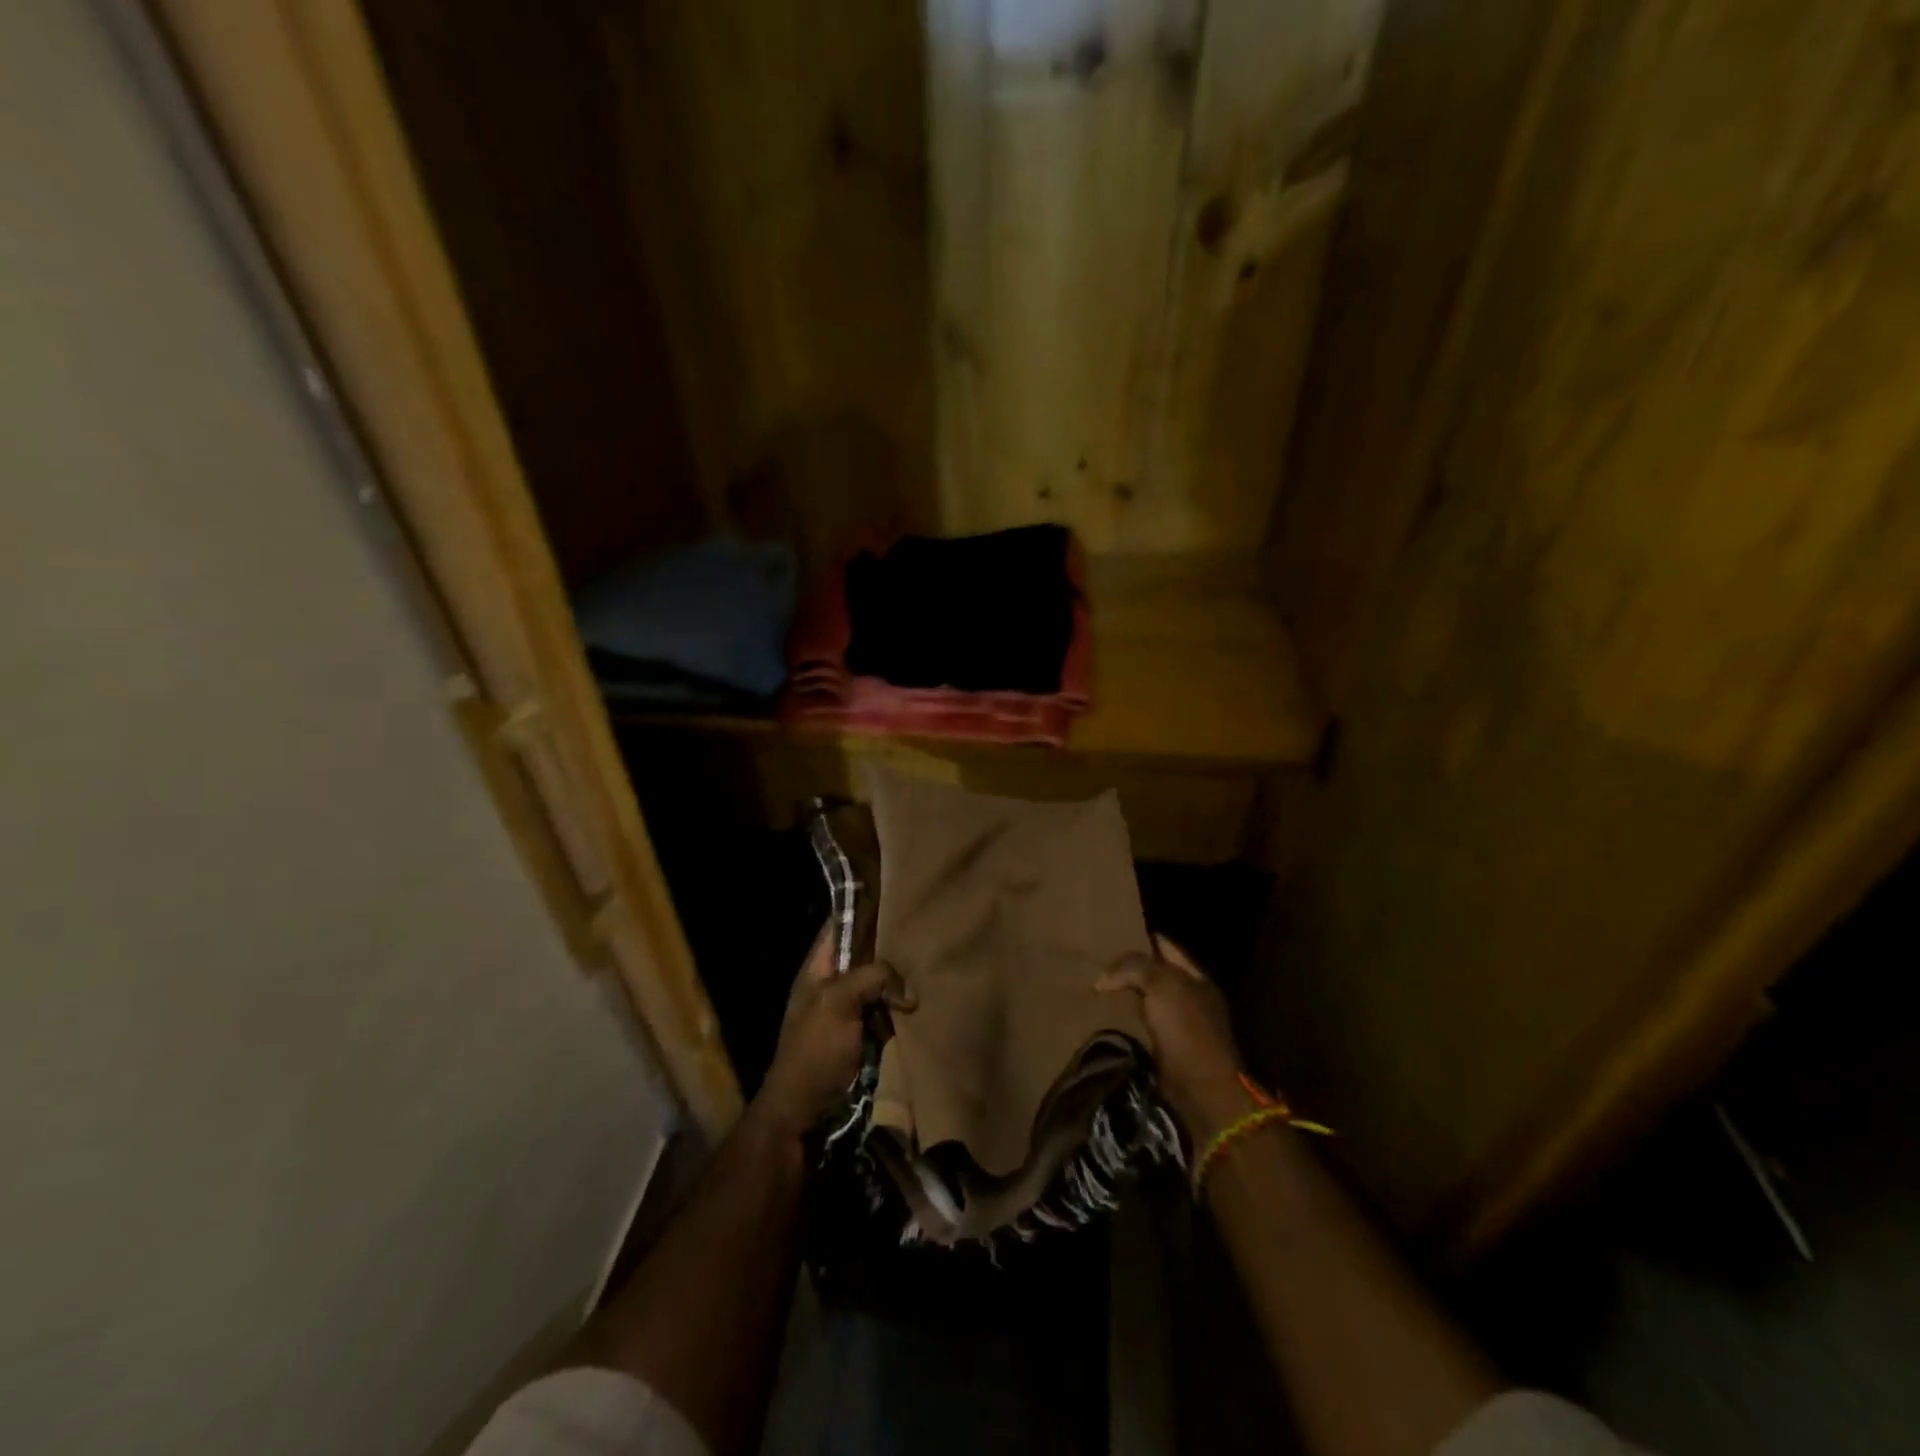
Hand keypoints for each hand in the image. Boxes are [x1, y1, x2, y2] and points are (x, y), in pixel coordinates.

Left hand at [754, 926, 913, 1140]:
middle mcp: (834, 985)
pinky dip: (903, 1010)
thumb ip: (872, 977)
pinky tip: (926, 1001)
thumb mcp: (838, 1001)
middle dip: (891, 947)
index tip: (893, 895)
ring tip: (933, 963)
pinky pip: (888, 1014)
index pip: (839, 927)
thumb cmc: (813, 1051)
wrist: (804, 1115)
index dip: (860, 909)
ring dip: (900, 982)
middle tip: (925, 933)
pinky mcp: (866, 1038)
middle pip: (865, 955)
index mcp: (817, 970)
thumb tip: (909, 991)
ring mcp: (850, 1013)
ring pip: (880, 985)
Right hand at [1096, 935, 1249, 1141]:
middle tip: (1097, 961)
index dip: (1141, 938)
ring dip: (1126, 995)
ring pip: (1148, 999)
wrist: (1203, 1091)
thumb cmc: (1187, 1029)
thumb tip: (1103, 978)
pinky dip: (1127, 1020)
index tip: (1110, 934)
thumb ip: (1133, 968)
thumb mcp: (1162, 985)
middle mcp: (1191, 997)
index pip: (1165, 946)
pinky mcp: (1169, 1050)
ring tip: (1096, 987)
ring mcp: (1181, 1025)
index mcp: (1197, 977)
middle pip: (1156, 973)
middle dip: (1130, 968)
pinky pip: (1143, 1025)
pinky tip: (1107, 1017)